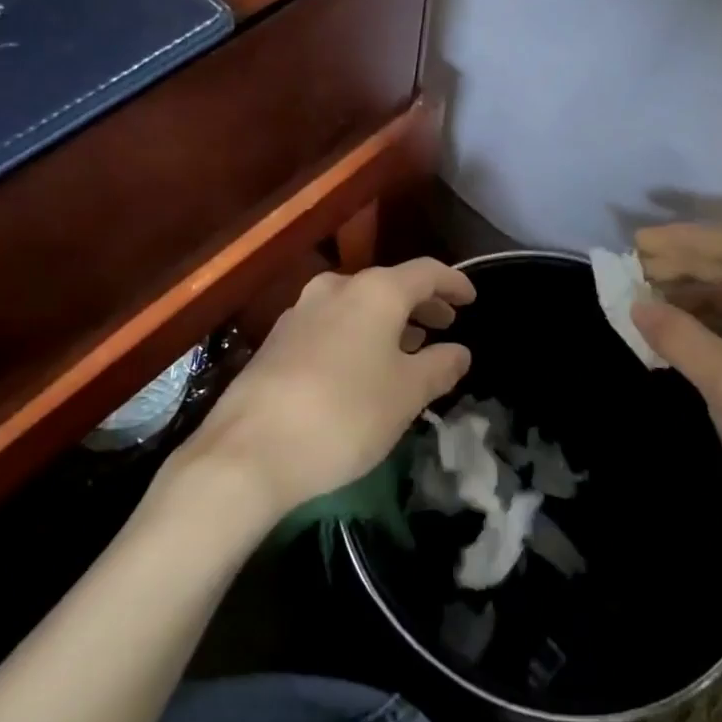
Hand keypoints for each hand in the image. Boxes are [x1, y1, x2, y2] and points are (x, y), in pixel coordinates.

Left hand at [178, 258, 476, 523]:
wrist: (250, 449)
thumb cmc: (345, 414)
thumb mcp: (406, 394)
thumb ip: (439, 366)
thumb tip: (459, 351)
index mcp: (374, 291)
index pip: (426, 272)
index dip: (454, 283)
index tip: (472, 300)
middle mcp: (336, 288)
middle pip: (389, 285)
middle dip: (421, 304)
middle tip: (444, 325)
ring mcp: (301, 311)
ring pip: (357, 305)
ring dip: (388, 321)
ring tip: (408, 349)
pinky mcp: (278, 339)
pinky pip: (332, 324)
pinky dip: (358, 335)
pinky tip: (362, 367)